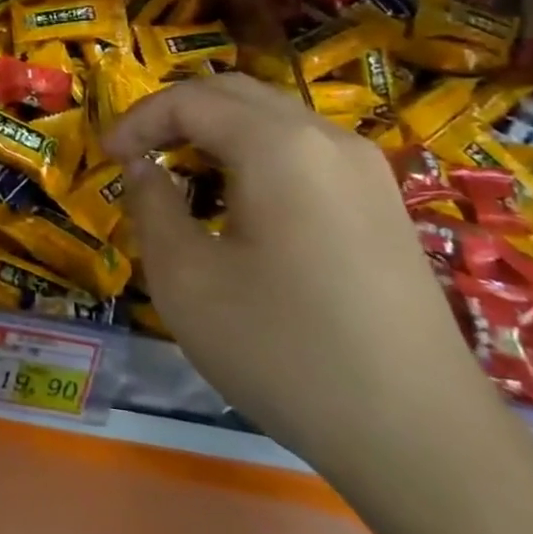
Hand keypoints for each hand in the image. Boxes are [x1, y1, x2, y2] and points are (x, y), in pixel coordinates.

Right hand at [104, 74, 495, 466]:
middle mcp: (326, 138)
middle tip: (139, 154)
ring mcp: (365, 168)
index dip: (138, 119)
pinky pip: (304, 148)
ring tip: (183, 174)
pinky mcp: (384, 203)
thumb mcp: (186, 281)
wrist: (424, 441)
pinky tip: (243, 202)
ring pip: (272, 116)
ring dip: (217, 130)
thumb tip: (144, 168)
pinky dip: (257, 152)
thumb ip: (151, 206)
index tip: (107, 157)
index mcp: (278, 145)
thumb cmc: (286, 352)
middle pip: (234, 92)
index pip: (189, 99)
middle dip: (175, 114)